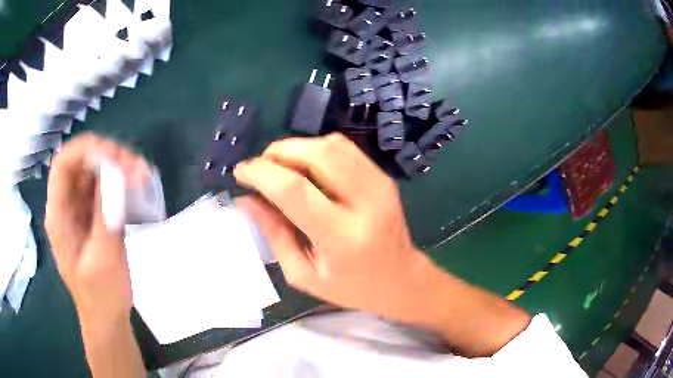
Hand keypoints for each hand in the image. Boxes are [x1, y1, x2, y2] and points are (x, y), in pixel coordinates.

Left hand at [45, 133, 148, 323]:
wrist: (106, 317)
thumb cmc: (102, 295)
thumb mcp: (104, 258)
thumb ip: (105, 215)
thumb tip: (113, 171)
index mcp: (58, 215)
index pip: (63, 163)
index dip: (86, 149)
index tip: (115, 157)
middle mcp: (65, 205)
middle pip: (80, 161)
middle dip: (107, 155)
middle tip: (135, 167)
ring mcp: (78, 208)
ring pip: (93, 170)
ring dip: (116, 166)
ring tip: (141, 174)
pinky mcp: (92, 214)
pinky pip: (103, 186)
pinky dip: (119, 180)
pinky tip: (136, 185)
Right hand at [234, 133, 433, 320]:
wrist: (400, 279)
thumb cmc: (350, 287)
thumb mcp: (303, 274)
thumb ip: (273, 234)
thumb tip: (245, 199)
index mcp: (342, 237)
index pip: (294, 190)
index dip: (261, 173)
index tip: (241, 172)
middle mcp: (366, 203)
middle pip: (317, 153)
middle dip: (279, 151)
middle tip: (261, 167)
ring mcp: (380, 185)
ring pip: (332, 144)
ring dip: (297, 147)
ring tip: (280, 167)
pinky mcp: (383, 177)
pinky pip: (345, 148)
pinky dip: (318, 149)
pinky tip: (306, 167)